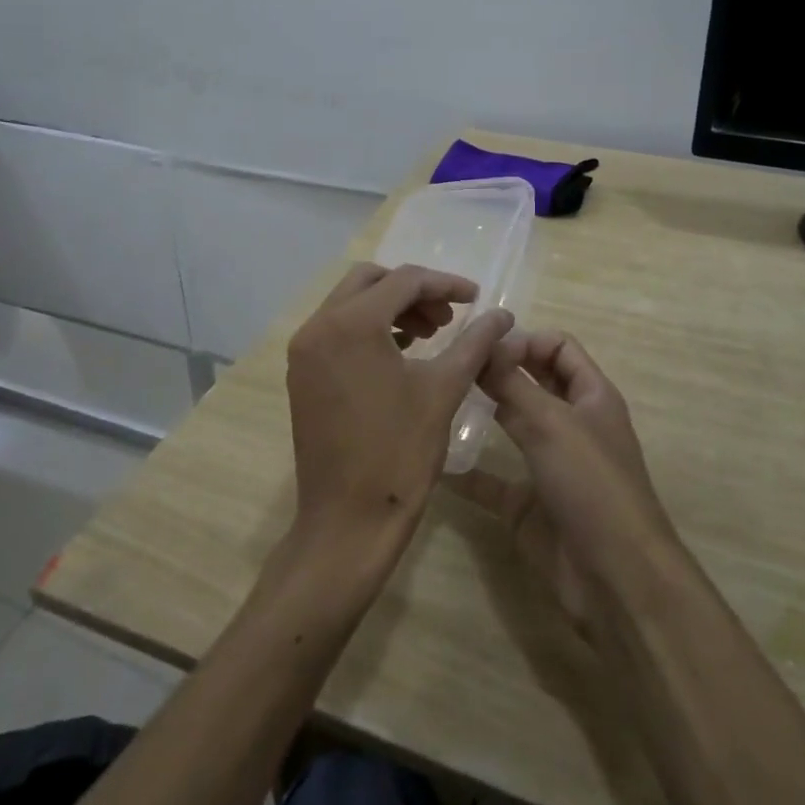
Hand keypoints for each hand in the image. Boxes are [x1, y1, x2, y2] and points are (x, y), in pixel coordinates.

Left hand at [285, 262, 512, 558]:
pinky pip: (337, 331)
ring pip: (351, 304)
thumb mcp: (444, 390)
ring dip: (391, 308)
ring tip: (430, 335)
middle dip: (413, 291)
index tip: (477, 298)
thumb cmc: (399, 454)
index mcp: (351, 324)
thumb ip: (475, 342)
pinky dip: (369, 329)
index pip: (404, 281)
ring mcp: (304, 351)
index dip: (445, 284)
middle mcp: (318, 327)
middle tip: (448, 317)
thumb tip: (503, 315)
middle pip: (370, 281)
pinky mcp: (302, 374)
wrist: (347, 523)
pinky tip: (401, 353)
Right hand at [452, 331, 678, 637]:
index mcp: (591, 396)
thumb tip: (482, 345)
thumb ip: (513, 384)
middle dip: (499, 371)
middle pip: (533, 383)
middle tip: (452, 364)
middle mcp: (571, 424)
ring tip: (439, 399)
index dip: (526, 341)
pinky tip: (433, 459)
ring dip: (481, 413)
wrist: (614, 577)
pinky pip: (491, 480)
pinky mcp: (527, 505)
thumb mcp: (552, 423)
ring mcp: (549, 465)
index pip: (559, 348)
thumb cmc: (592, 483)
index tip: (486, 348)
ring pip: (511, 427)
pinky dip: (466, 471)